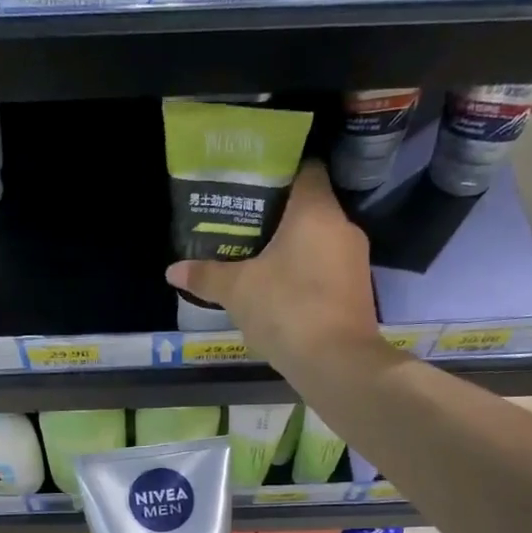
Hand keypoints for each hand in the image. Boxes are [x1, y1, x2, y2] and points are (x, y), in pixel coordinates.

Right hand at [165, 161, 382, 369]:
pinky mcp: (358, 292)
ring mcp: (355, 261)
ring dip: (292, 250)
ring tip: (257, 261)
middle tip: (243, 227)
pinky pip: (327, 271)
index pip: (304, 169)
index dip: (277, 173)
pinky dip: (306, 275)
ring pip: (319, 242)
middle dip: (278, 217)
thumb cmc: (287, 310)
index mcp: (316, 210)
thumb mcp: (237, 291)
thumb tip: (173, 271)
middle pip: (309, 207)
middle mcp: (342, 227)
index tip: (250, 188)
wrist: (336, 363)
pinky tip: (280, 293)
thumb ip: (206, 276)